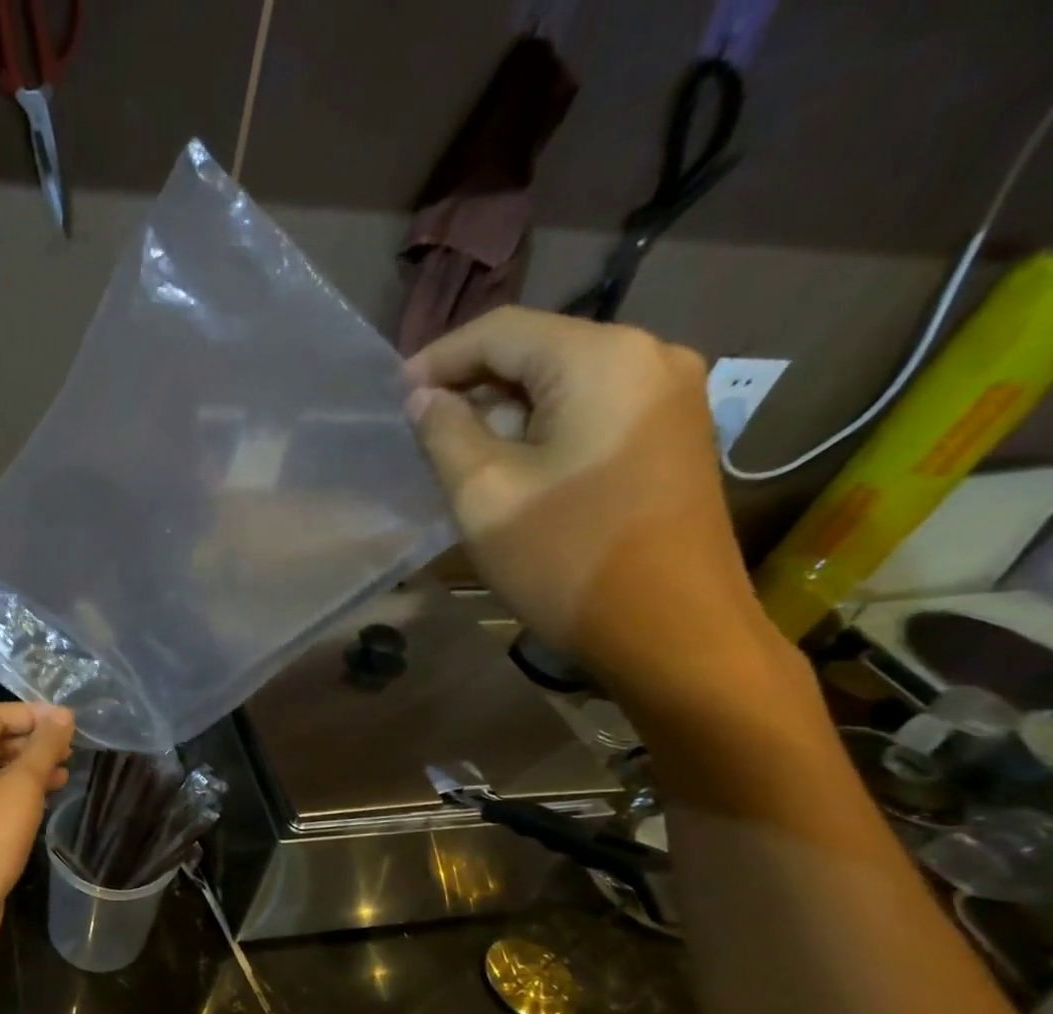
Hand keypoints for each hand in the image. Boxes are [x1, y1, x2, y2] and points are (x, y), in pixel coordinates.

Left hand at [0, 702, 75, 958]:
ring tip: (68, 768)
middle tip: (72, 747)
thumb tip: (64, 714)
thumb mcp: (23, 785)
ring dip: (33, 764)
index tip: (70, 723)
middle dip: (35, 740)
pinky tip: (51, 792)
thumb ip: (45, 746)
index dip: (34, 714)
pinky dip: (22, 787)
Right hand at [404, 306, 782, 700]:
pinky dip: (541, 431)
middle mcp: (648, 356)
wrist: (672, 631)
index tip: (391, 397)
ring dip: (504, 414)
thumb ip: (445, 433)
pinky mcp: (671, 436)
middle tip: (419, 432)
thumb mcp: (484, 494)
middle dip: (472, 387)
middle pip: (536, 352)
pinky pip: (590, 412)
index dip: (437, 359)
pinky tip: (510, 468)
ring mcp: (669, 396)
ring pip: (562, 385)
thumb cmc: (566, 558)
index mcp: (602, 358)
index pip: (501, 331)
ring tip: (456, 456)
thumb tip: (423, 398)